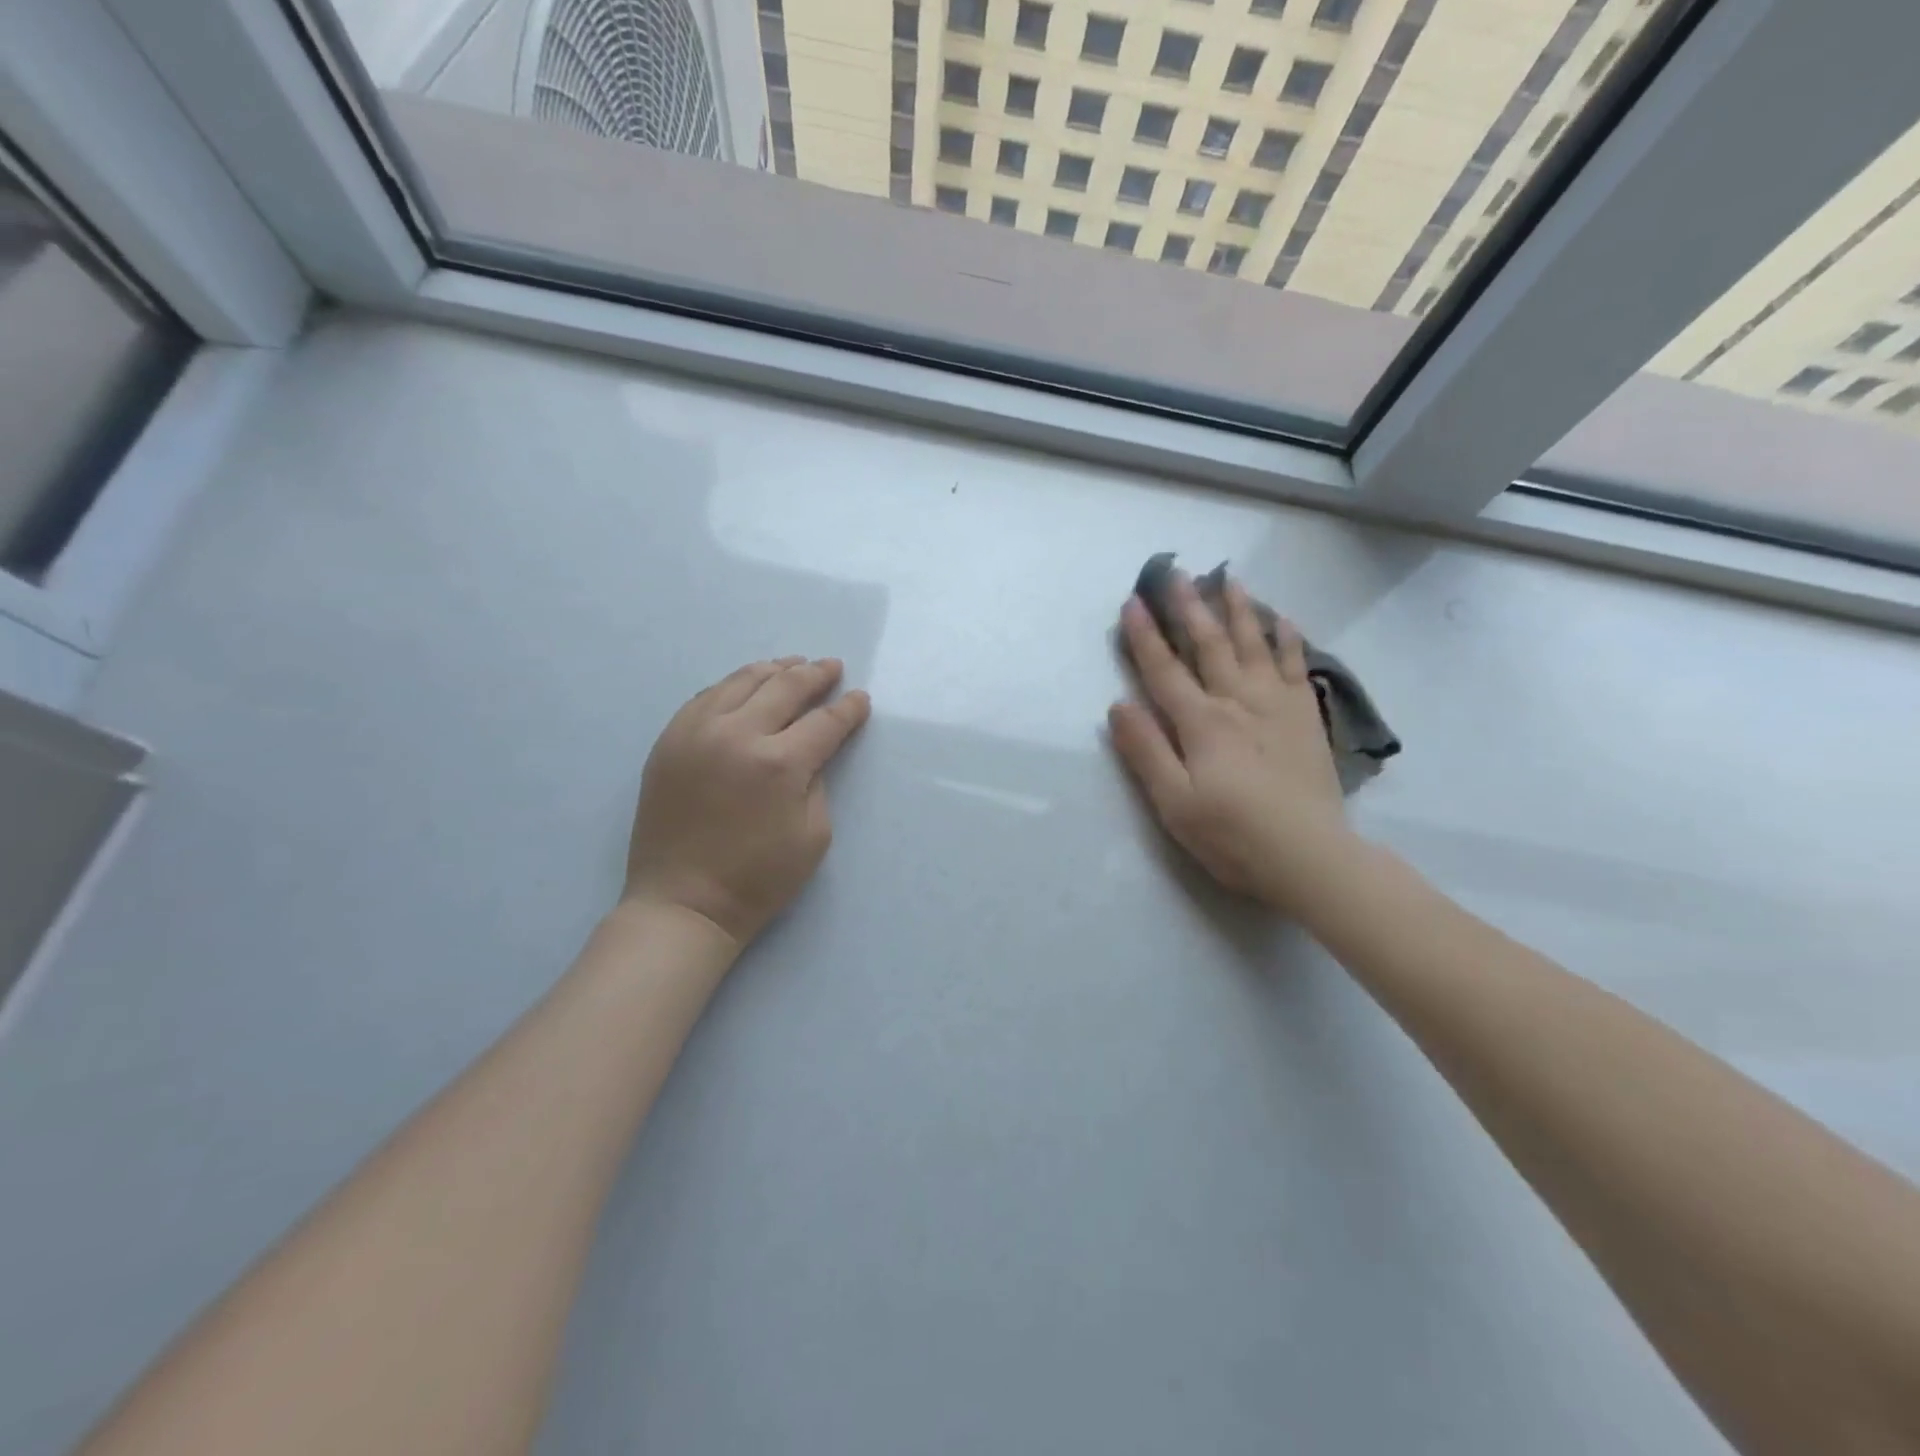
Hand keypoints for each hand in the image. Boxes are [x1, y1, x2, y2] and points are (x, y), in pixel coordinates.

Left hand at [624, 657, 870, 946]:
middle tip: (832, 668)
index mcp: (780, 764)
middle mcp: (737, 735)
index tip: (860, 699)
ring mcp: (696, 733)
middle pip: (784, 687)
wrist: (684, 903)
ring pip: (741, 681)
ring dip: (774, 670)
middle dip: (815, 675)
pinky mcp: (669, 741)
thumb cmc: (758, 879)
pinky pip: (705, 697)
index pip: (824, 721)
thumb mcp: (813, 835)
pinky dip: (733, 685)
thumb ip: (818, 781)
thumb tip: (811, 750)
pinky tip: (746, 686)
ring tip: (793, 666)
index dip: (848, 708)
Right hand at [1109, 573, 1352, 911]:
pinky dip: (1287, 639)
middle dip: (1189, 606)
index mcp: (1201, 723)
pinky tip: (1282, 619)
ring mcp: (1276, 706)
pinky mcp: (1304, 718)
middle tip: (1176, 571)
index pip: (1164, 670)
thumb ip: (1146, 750)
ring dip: (1238, 610)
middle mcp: (1238, 702)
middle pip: (1209, 645)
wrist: (1310, 856)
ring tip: (1229, 579)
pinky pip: (1296, 666)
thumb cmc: (1232, 835)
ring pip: (1254, 645)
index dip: (1145, 636)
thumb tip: (1119, 705)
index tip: (1132, 602)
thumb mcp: (1174, 802)